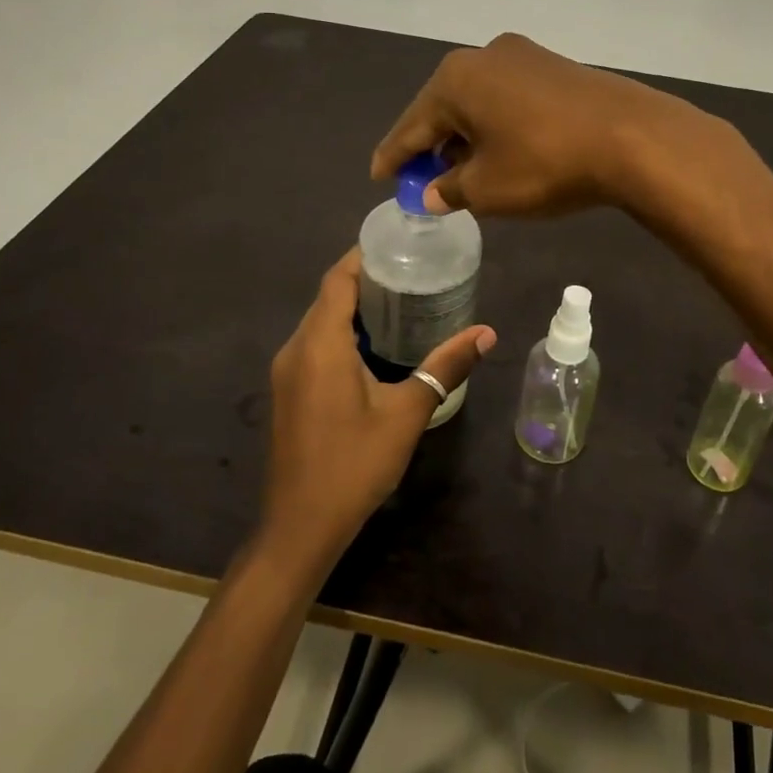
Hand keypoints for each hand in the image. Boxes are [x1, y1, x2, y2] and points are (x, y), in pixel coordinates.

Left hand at [256, 249, 495, 582]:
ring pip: (320, 322)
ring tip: (402, 301)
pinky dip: (343, 333)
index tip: (400, 245)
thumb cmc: (353, 465)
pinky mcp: (289, 392)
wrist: (300, 528)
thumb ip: (444, 368)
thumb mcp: (406, 414)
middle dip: (366, 280)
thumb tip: (486, 333)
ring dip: (355, 308)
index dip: (364, 256)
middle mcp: (295, 349)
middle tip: (413, 272)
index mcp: (320, 345)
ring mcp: (287, 372)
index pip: (337, 280)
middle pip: (328, 298)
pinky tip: (377, 346)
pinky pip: (315, 345)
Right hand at [370, 33, 712, 216]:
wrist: (632, 138)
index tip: (379, 176)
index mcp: (456, 80)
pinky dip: (497, 126)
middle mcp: (485, 56)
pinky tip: (502, 150)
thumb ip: (451, 189)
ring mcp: (525, 56)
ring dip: (467, 136)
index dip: (394, 156)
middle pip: (444, 108)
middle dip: (433, 146)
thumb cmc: (545, 163)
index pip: (411, 125)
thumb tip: (435, 192)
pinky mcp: (556, 66)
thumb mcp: (487, 188)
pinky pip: (510, 99)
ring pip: (479, 102)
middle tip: (423, 180)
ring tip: (463, 170)